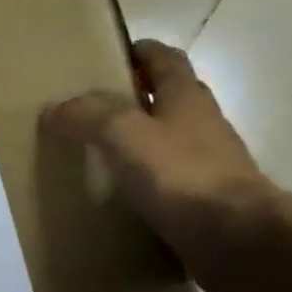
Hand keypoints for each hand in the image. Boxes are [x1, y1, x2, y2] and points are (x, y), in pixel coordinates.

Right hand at [42, 40, 277, 291]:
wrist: (236, 238)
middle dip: (135, 96)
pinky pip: (168, 180)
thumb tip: (55, 106)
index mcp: (186, 98)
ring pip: (169, 140)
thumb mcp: (126, 136)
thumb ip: (90, 117)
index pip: (165, 59)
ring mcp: (206, 164)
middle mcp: (201, 124)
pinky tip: (120, 194)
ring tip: (98, 151)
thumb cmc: (182, 176)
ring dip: (140, 139)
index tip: (108, 56)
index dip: (140, 52)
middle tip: (92, 107)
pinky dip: (145, 179)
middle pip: (168, 98)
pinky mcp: (203, 200)